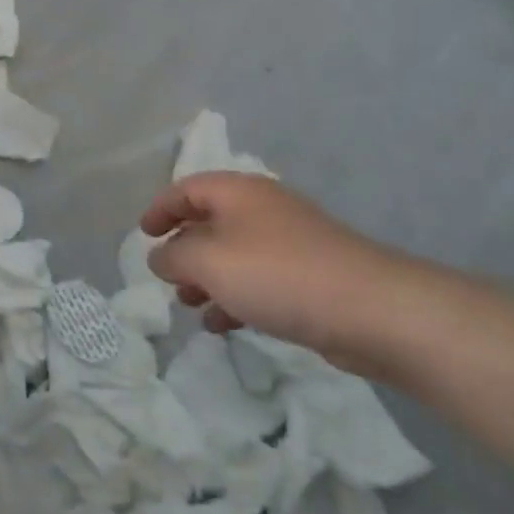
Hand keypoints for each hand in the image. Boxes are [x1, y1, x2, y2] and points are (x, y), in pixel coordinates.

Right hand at [140, 172, 419, 373]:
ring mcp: (290, 244)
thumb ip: (173, 256)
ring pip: (234, 255)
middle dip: (184, 249)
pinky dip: (235, 298)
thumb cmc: (277, 274)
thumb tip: (160, 256)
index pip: (188, 188)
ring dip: (207, 278)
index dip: (161, 208)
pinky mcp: (308, 278)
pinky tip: (222, 325)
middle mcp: (263, 210)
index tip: (143, 234)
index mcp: (239, 193)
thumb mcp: (208, 261)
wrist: (369, 309)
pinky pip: (259, 282)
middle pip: (211, 221)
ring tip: (189, 304)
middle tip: (166, 276)